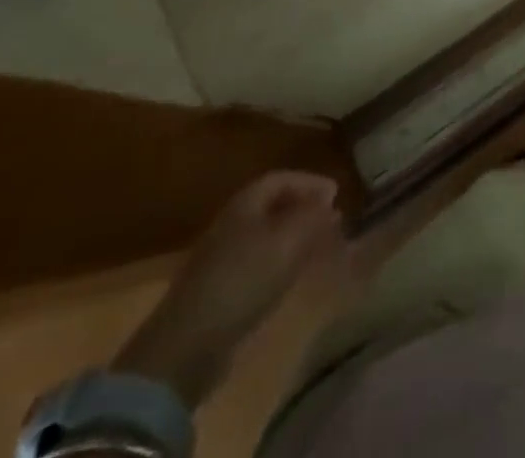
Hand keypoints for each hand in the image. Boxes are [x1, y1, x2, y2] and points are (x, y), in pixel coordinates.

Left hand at [115, 171, 343, 404]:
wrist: (187, 345)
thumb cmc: (243, 280)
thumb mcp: (287, 242)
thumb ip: (312, 217)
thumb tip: (328, 202)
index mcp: (245, 204)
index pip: (281, 179)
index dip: (310, 182)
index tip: (336, 194)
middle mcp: (231, 223)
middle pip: (273, 205)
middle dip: (304, 209)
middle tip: (332, 220)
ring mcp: (222, 258)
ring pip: (267, 235)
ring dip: (294, 235)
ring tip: (318, 247)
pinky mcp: (219, 290)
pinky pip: (258, 262)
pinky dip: (281, 260)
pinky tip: (291, 276)